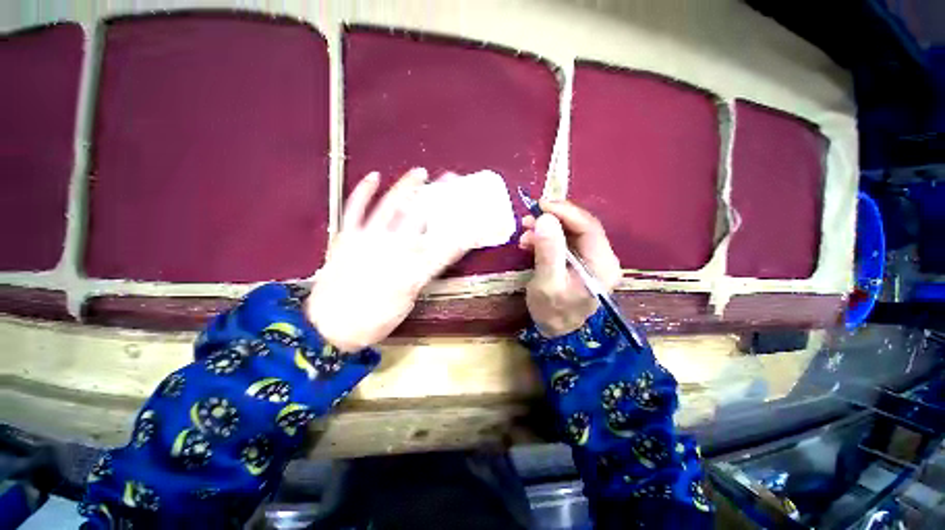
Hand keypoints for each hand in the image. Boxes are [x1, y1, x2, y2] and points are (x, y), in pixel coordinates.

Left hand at [307, 169, 469, 350]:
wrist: (329, 327)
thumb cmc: (374, 320)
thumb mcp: (408, 302)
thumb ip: (421, 275)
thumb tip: (430, 257)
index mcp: (412, 270)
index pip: (445, 247)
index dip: (463, 232)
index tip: (476, 220)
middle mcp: (392, 249)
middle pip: (421, 218)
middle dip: (440, 198)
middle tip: (451, 181)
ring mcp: (366, 239)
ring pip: (390, 206)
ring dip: (406, 186)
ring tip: (420, 172)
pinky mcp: (346, 237)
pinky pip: (354, 209)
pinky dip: (363, 191)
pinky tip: (374, 176)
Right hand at [519, 200, 621, 337]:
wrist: (558, 333)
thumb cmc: (553, 312)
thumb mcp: (547, 284)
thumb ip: (548, 252)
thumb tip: (545, 219)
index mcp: (602, 265)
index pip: (589, 227)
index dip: (565, 212)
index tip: (541, 205)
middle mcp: (603, 258)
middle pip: (581, 226)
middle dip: (554, 219)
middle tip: (528, 218)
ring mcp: (592, 259)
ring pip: (571, 232)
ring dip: (547, 228)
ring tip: (525, 231)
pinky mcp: (580, 261)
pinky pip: (565, 241)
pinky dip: (547, 237)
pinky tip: (530, 241)